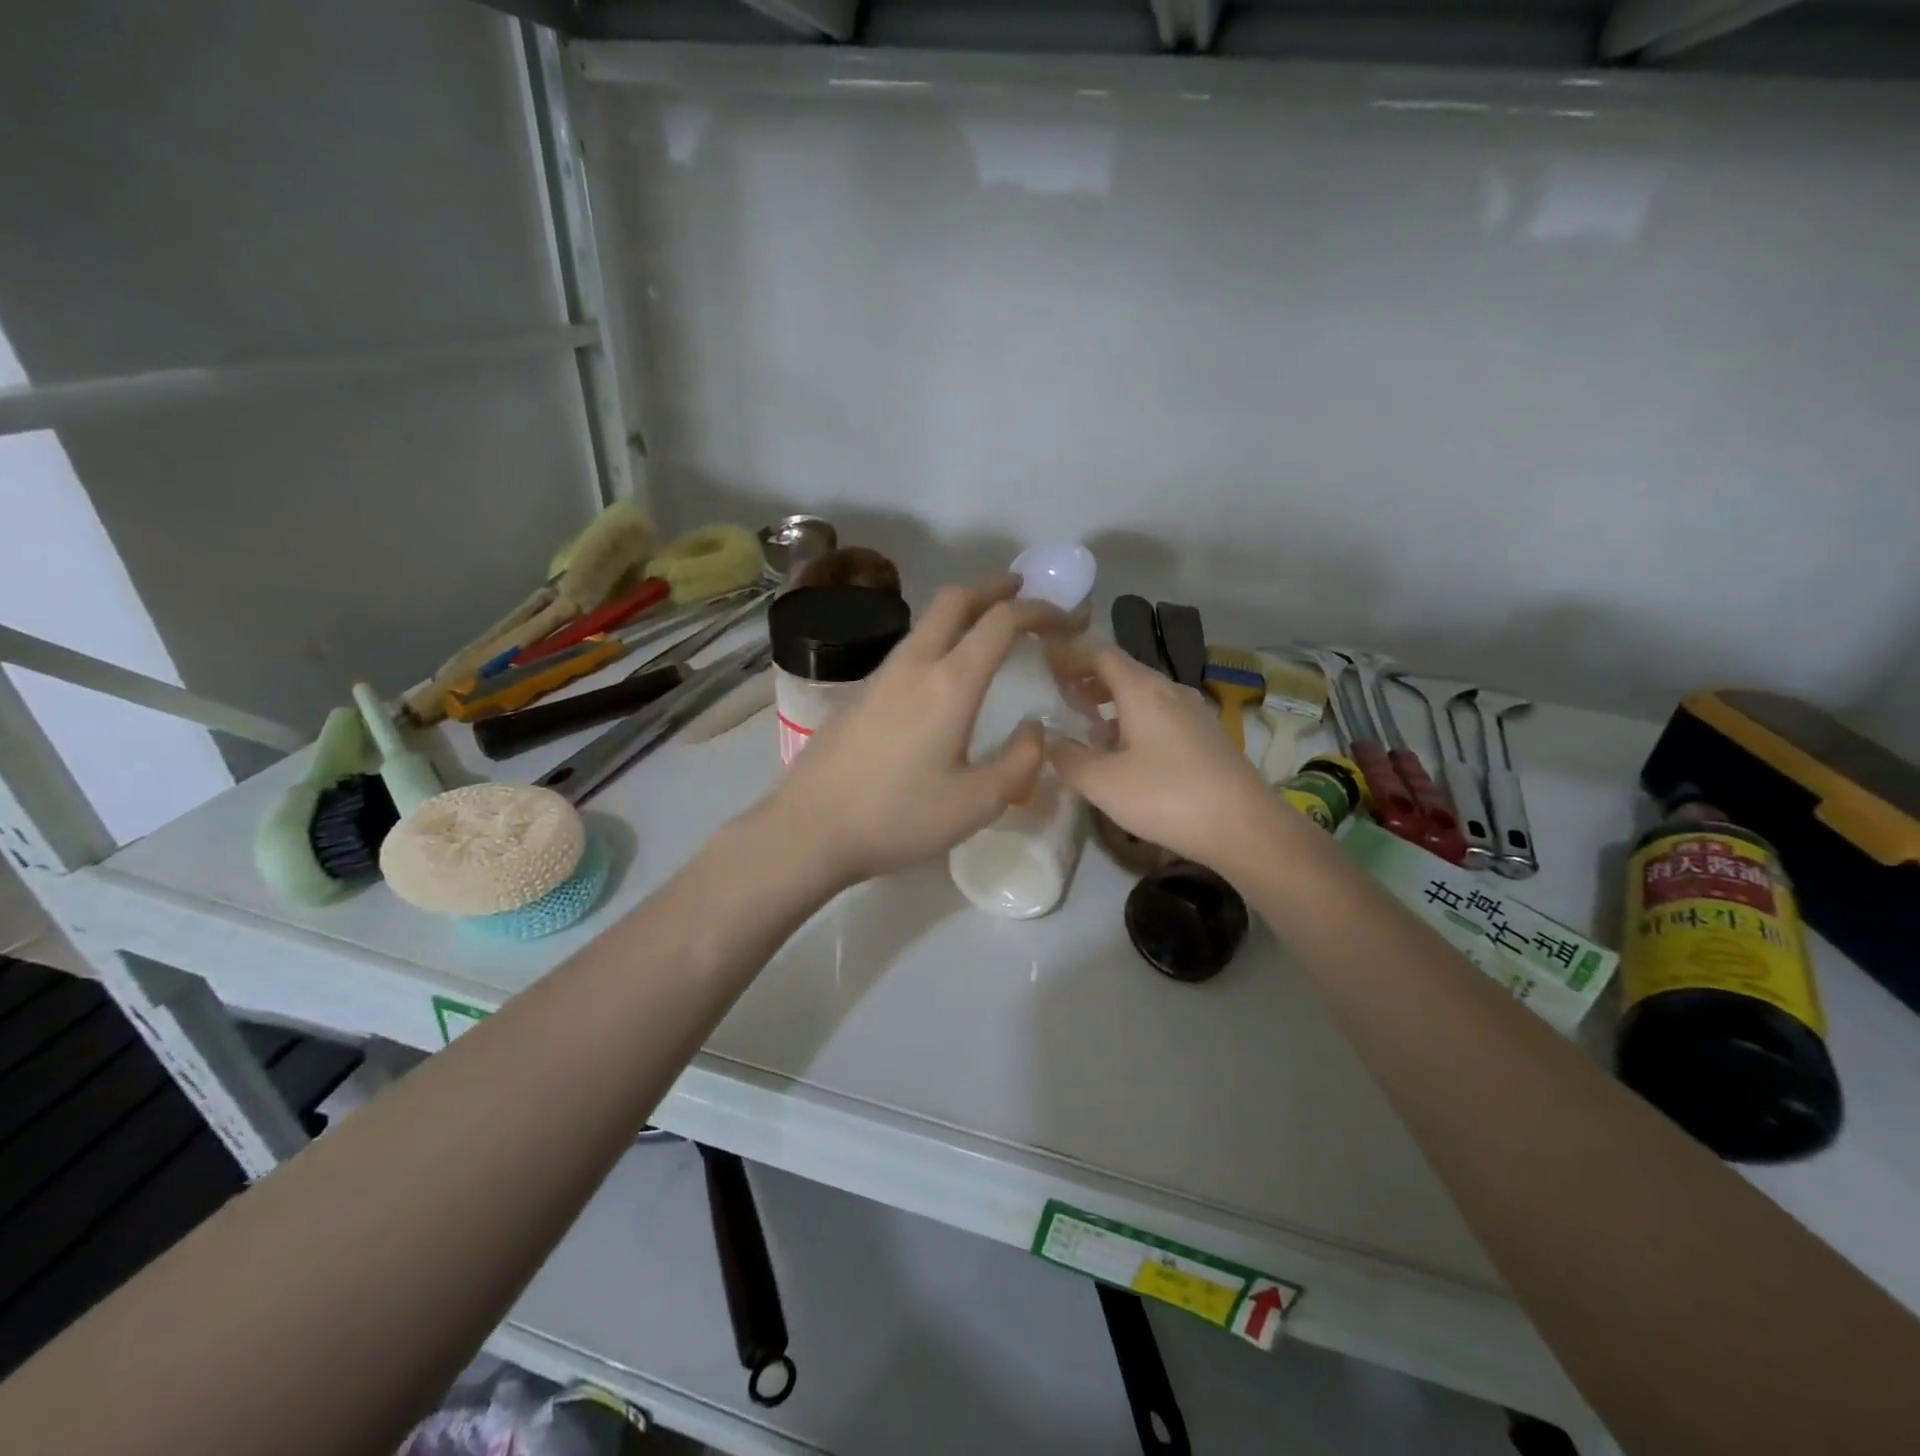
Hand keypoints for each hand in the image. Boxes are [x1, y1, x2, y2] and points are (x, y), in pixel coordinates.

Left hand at [761, 576, 1062, 887]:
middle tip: (1023, 593)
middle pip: (955, 600)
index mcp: (950, 684)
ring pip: (926, 622)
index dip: (1039, 610)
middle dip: (995, 588)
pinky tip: (943, 675)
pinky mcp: (859, 694)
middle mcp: (914, 665)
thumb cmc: (898, 818)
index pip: (1000, 621)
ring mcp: (880, 676)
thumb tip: (1034, 729)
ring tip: (989, 630)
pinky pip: (908, 649)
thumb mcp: (977, 803)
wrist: (809, 830)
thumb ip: (1020, 762)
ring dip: (963, 613)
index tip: (1066, 618)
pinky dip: (939, 640)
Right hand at [1048, 643, 1282, 871]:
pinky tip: (1126, 752)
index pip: (1100, 653)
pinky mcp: (1206, 737)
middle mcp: (1170, 691)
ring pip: (1143, 695)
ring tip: (1088, 726)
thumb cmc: (1167, 796)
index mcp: (1142, 689)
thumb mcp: (1103, 783)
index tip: (1044, 666)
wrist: (1245, 827)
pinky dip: (1133, 720)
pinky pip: (1160, 715)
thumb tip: (1048, 742)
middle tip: (1060, 697)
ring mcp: (1193, 713)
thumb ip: (1067, 759)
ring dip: (1112, 703)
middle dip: (1088, 680)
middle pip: (1123, 671)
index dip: (1070, 656)